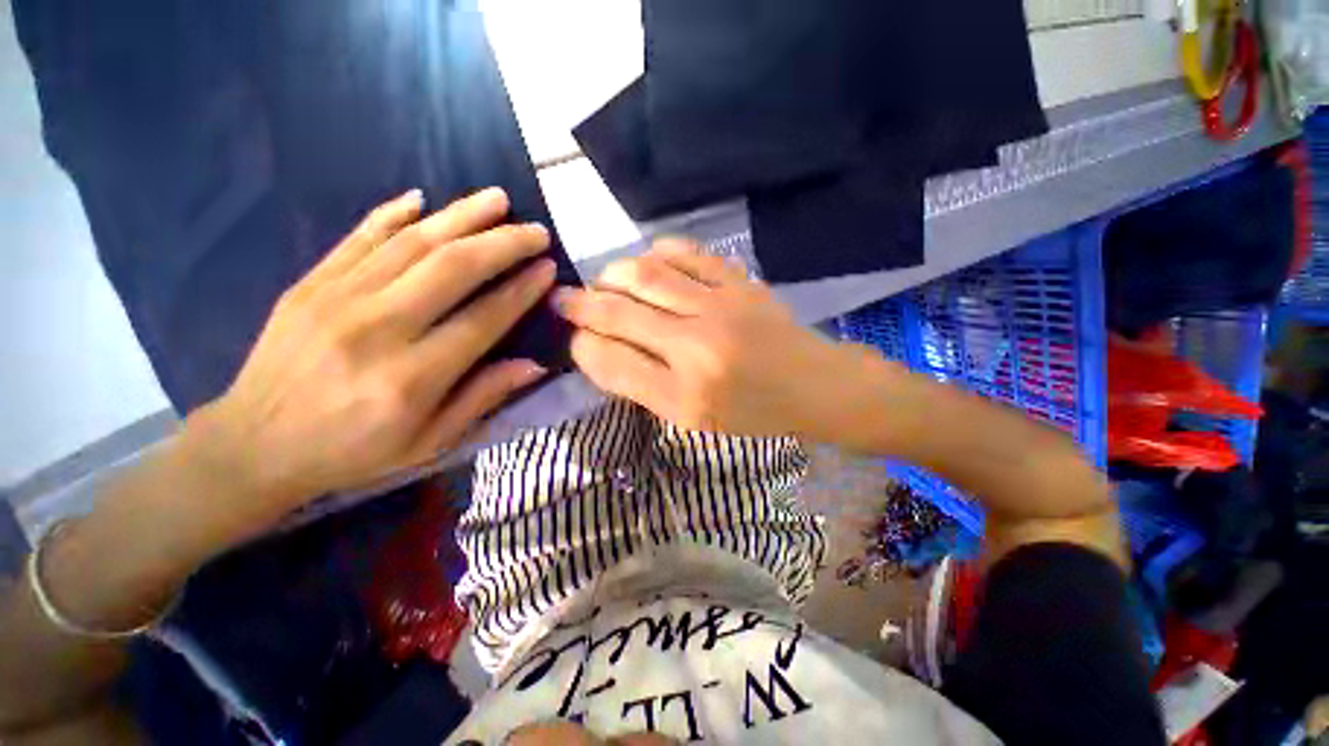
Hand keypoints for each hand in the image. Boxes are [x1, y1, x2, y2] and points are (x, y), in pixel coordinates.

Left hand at [194, 187, 554, 508]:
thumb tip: (535, 365)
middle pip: (452, 268)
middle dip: (502, 243)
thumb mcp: (430, 442)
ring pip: (411, 242)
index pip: (483, 319)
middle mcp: (378, 329)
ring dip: (460, 216)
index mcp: (412, 377)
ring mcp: (337, 299)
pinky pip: (358, 238)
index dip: (521, 290)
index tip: (548, 268)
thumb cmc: (353, 451)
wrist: (254, 446)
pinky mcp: (310, 284)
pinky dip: (393, 213)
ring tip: (497, 199)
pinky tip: (422, 198)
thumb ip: (483, 398)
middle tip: (535, 230)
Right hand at [553, 239, 880, 436]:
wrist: (814, 386)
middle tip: (563, 299)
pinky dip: (657, 253)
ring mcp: (719, 307)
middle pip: (619, 313)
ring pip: (645, 275)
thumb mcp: (693, 418)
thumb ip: (643, 386)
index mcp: (685, 396)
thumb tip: (598, 349)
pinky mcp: (739, 282)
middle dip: (580, 304)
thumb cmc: (753, 413)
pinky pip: (686, 254)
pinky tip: (648, 263)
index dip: (581, 344)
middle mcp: (696, 347)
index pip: (611, 362)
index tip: (572, 336)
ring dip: (612, 275)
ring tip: (603, 283)